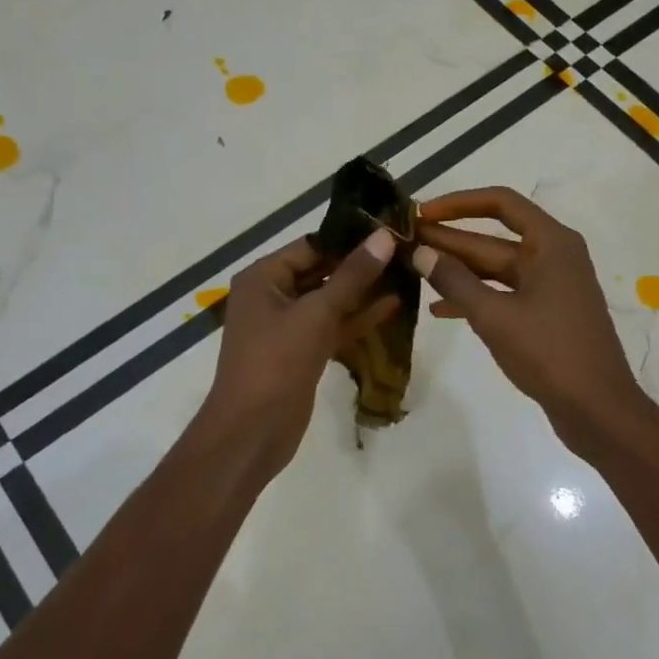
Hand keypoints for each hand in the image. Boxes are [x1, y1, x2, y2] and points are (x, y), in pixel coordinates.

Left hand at [198, 229, 400, 474]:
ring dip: (364, 291)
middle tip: (405, 249)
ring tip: (406, 273)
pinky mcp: (303, 351)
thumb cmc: (276, 362)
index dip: (350, 238)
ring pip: (331, 300)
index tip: (390, 229)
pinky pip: (333, 326)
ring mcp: (288, 326)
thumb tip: (385, 236)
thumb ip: (352, 276)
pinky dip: (358, 318)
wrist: (252, 430)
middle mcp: (273, 295)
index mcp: (263, 277)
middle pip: (322, 271)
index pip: (311, 245)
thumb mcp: (316, 313)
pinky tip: (393, 306)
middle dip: (361, 264)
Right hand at [411, 187, 646, 453]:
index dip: (458, 203)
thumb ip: (454, 281)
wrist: (598, 409)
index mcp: (551, 244)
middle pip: (494, 238)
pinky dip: (475, 299)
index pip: (500, 203)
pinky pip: (504, 295)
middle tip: (405, 241)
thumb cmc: (549, 353)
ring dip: (458, 270)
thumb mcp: (495, 316)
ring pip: (496, 269)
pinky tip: (439, 310)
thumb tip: (421, 253)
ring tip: (414, 270)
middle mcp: (553, 257)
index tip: (422, 213)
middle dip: (450, 240)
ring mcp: (550, 287)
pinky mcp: (545, 315)